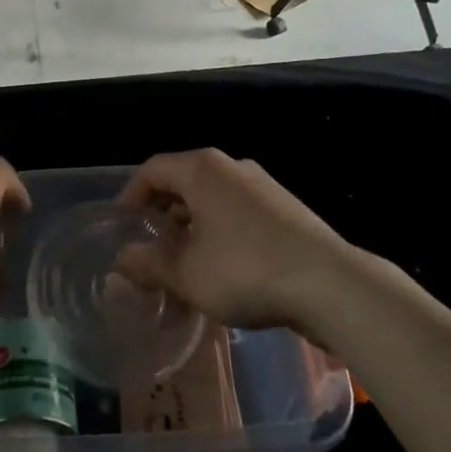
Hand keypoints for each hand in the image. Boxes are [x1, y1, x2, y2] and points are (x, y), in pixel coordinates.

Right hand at [116, 149, 350, 332]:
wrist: (330, 284)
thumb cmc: (246, 269)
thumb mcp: (186, 273)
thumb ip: (148, 263)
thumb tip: (121, 260)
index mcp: (202, 170)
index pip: (152, 169)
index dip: (130, 196)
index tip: (121, 226)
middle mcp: (231, 167)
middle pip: (182, 181)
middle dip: (161, 213)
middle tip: (147, 245)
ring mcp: (262, 186)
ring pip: (211, 198)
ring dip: (190, 226)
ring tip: (181, 263)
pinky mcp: (284, 209)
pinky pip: (236, 211)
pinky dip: (217, 231)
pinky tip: (220, 268)